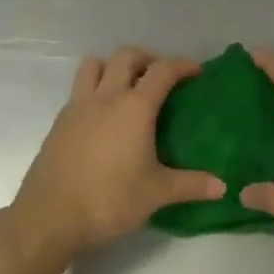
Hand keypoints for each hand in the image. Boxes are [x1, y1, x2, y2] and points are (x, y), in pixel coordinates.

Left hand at [10, 47, 224, 260]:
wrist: (49, 217)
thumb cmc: (109, 200)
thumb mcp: (156, 194)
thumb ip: (191, 185)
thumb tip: (223, 187)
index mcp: (134, 108)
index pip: (162, 71)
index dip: (182, 65)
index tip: (195, 71)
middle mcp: (106, 97)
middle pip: (126, 56)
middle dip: (147, 58)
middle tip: (160, 76)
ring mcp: (78, 107)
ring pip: (94, 64)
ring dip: (113, 65)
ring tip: (126, 85)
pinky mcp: (60, 122)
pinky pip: (79, 89)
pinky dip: (94, 88)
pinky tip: (102, 116)